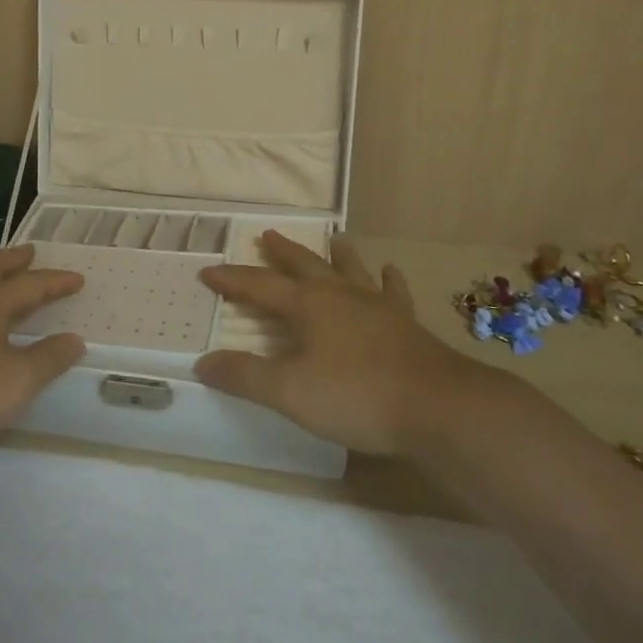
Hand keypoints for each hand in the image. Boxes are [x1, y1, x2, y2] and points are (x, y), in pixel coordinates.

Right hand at [195, 233, 485, 454]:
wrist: (438, 407)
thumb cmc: (357, 396)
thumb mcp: (289, 392)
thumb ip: (245, 376)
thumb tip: (203, 363)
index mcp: (308, 307)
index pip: (260, 286)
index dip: (232, 280)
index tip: (208, 271)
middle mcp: (340, 296)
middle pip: (305, 266)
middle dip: (282, 253)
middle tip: (267, 235)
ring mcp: (377, 307)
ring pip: (351, 271)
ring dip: (338, 256)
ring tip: (336, 239)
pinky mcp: (407, 324)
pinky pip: (394, 293)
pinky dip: (389, 281)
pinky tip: (390, 272)